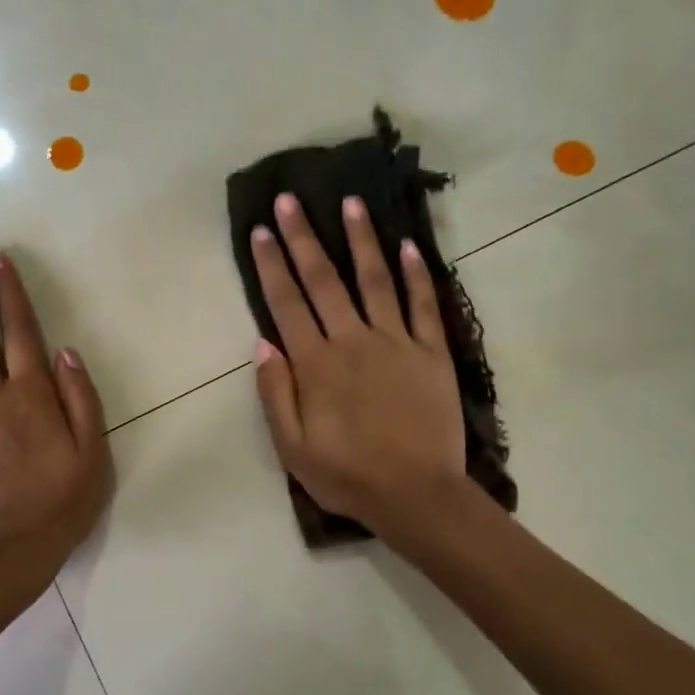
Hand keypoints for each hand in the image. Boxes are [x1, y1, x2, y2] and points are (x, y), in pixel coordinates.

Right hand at [249, 194, 463, 529]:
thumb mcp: (292, 448)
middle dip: (304, 237)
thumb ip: (275, 394)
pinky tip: (408, 245)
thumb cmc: (347, 476)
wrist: (416, 495)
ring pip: (375, 280)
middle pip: (324, 281)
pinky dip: (416, 274)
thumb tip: (263, 343)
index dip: (272, 265)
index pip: (287, 304)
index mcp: (316, 365)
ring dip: (360, 240)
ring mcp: (397, 343)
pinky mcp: (432, 353)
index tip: (261, 230)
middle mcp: (353, 341)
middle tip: (290, 199)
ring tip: (350, 202)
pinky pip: (423, 305)